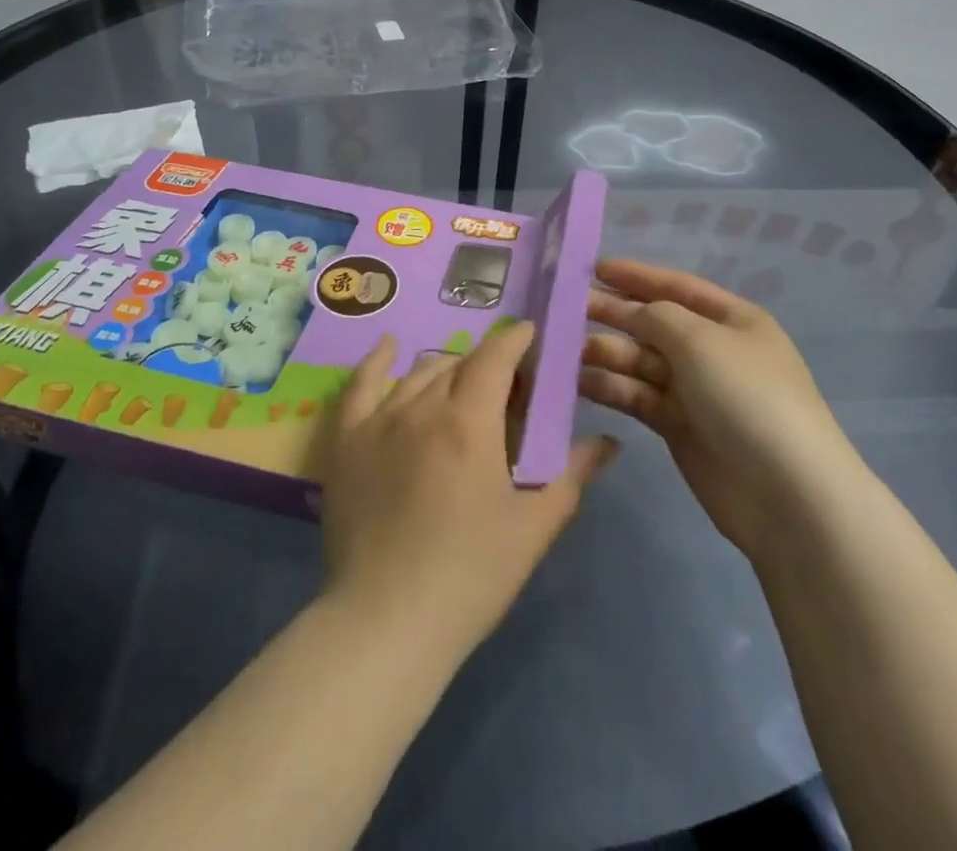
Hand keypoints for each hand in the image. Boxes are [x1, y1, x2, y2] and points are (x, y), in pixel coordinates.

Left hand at [321, 324, 618, 662]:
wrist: (386, 621)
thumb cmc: (470, 575)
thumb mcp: (532, 527)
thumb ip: (571, 475)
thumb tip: (610, 442)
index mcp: (469, 422)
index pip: (495, 358)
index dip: (515, 340)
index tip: (531, 335)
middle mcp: (422, 407)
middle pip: (459, 364)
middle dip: (488, 364)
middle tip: (506, 389)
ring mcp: (379, 420)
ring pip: (418, 373)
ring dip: (447, 370)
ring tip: (462, 386)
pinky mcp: (347, 440)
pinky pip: (361, 385)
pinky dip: (378, 361)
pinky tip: (389, 346)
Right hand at [582, 259, 853, 558]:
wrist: (787, 495)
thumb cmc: (747, 397)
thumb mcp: (700, 340)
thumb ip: (655, 316)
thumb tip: (629, 311)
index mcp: (732, 320)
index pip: (676, 286)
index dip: (635, 275)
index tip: (592, 268)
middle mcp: (712, 350)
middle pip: (653, 323)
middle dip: (612, 313)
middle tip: (563, 308)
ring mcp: (695, 390)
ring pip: (640, 361)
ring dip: (605, 352)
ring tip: (563, 348)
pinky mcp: (679, 427)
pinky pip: (637, 396)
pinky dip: (609, 387)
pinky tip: (576, 381)